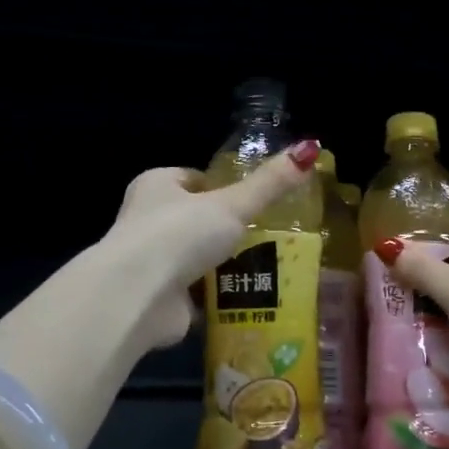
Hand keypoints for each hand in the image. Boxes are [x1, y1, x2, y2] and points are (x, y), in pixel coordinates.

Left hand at [104, 140, 320, 350]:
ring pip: (199, 259)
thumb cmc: (180, 234)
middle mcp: (148, 221)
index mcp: (157, 185)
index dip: (225, 189)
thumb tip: (310, 148)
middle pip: (198, 221)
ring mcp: (152, 262)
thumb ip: (270, 183)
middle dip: (229, 232)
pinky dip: (220, 298)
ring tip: (270, 269)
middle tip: (271, 238)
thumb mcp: (233, 204)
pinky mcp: (159, 298)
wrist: (138, 296)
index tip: (255, 203)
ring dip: (227, 267)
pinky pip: (198, 294)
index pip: (195, 180)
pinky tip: (250, 299)